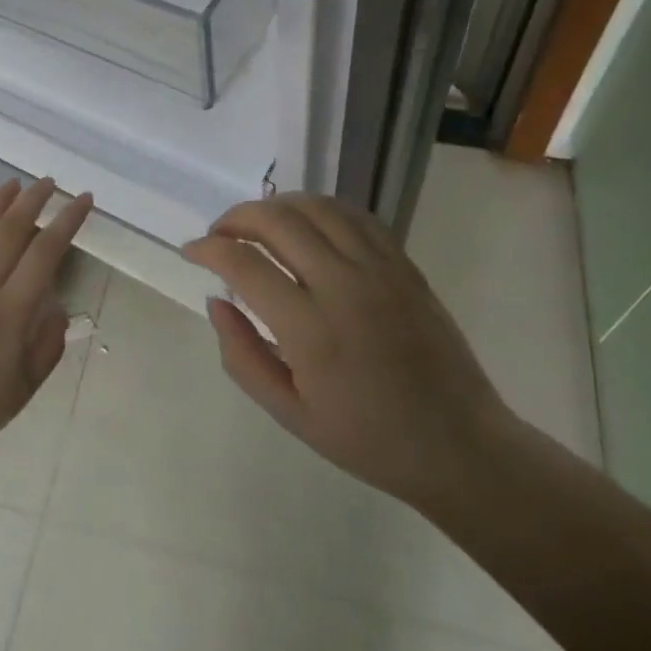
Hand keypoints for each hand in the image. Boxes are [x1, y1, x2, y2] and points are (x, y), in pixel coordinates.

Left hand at [0, 178, 92, 483]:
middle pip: (10, 232)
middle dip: (34, 201)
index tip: (84, 200)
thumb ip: (47, 345)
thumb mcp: (24, 389)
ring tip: (13, 183)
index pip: (46, 253)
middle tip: (50, 182)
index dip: (68, 222)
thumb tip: (58, 309)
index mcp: (10, 312)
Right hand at [182, 193, 514, 514]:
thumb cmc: (367, 439)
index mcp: (312, 331)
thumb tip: (216, 301)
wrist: (458, 444)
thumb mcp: (290, 414)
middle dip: (237, 217)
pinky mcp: (403, 263)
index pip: (245, 265)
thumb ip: (242, 356)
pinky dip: (319, 209)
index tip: (192, 252)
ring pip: (316, 207)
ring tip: (257, 224)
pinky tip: (305, 224)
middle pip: (278, 221)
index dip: (209, 249)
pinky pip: (354, 215)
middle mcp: (344, 286)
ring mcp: (379, 268)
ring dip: (276, 205)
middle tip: (219, 234)